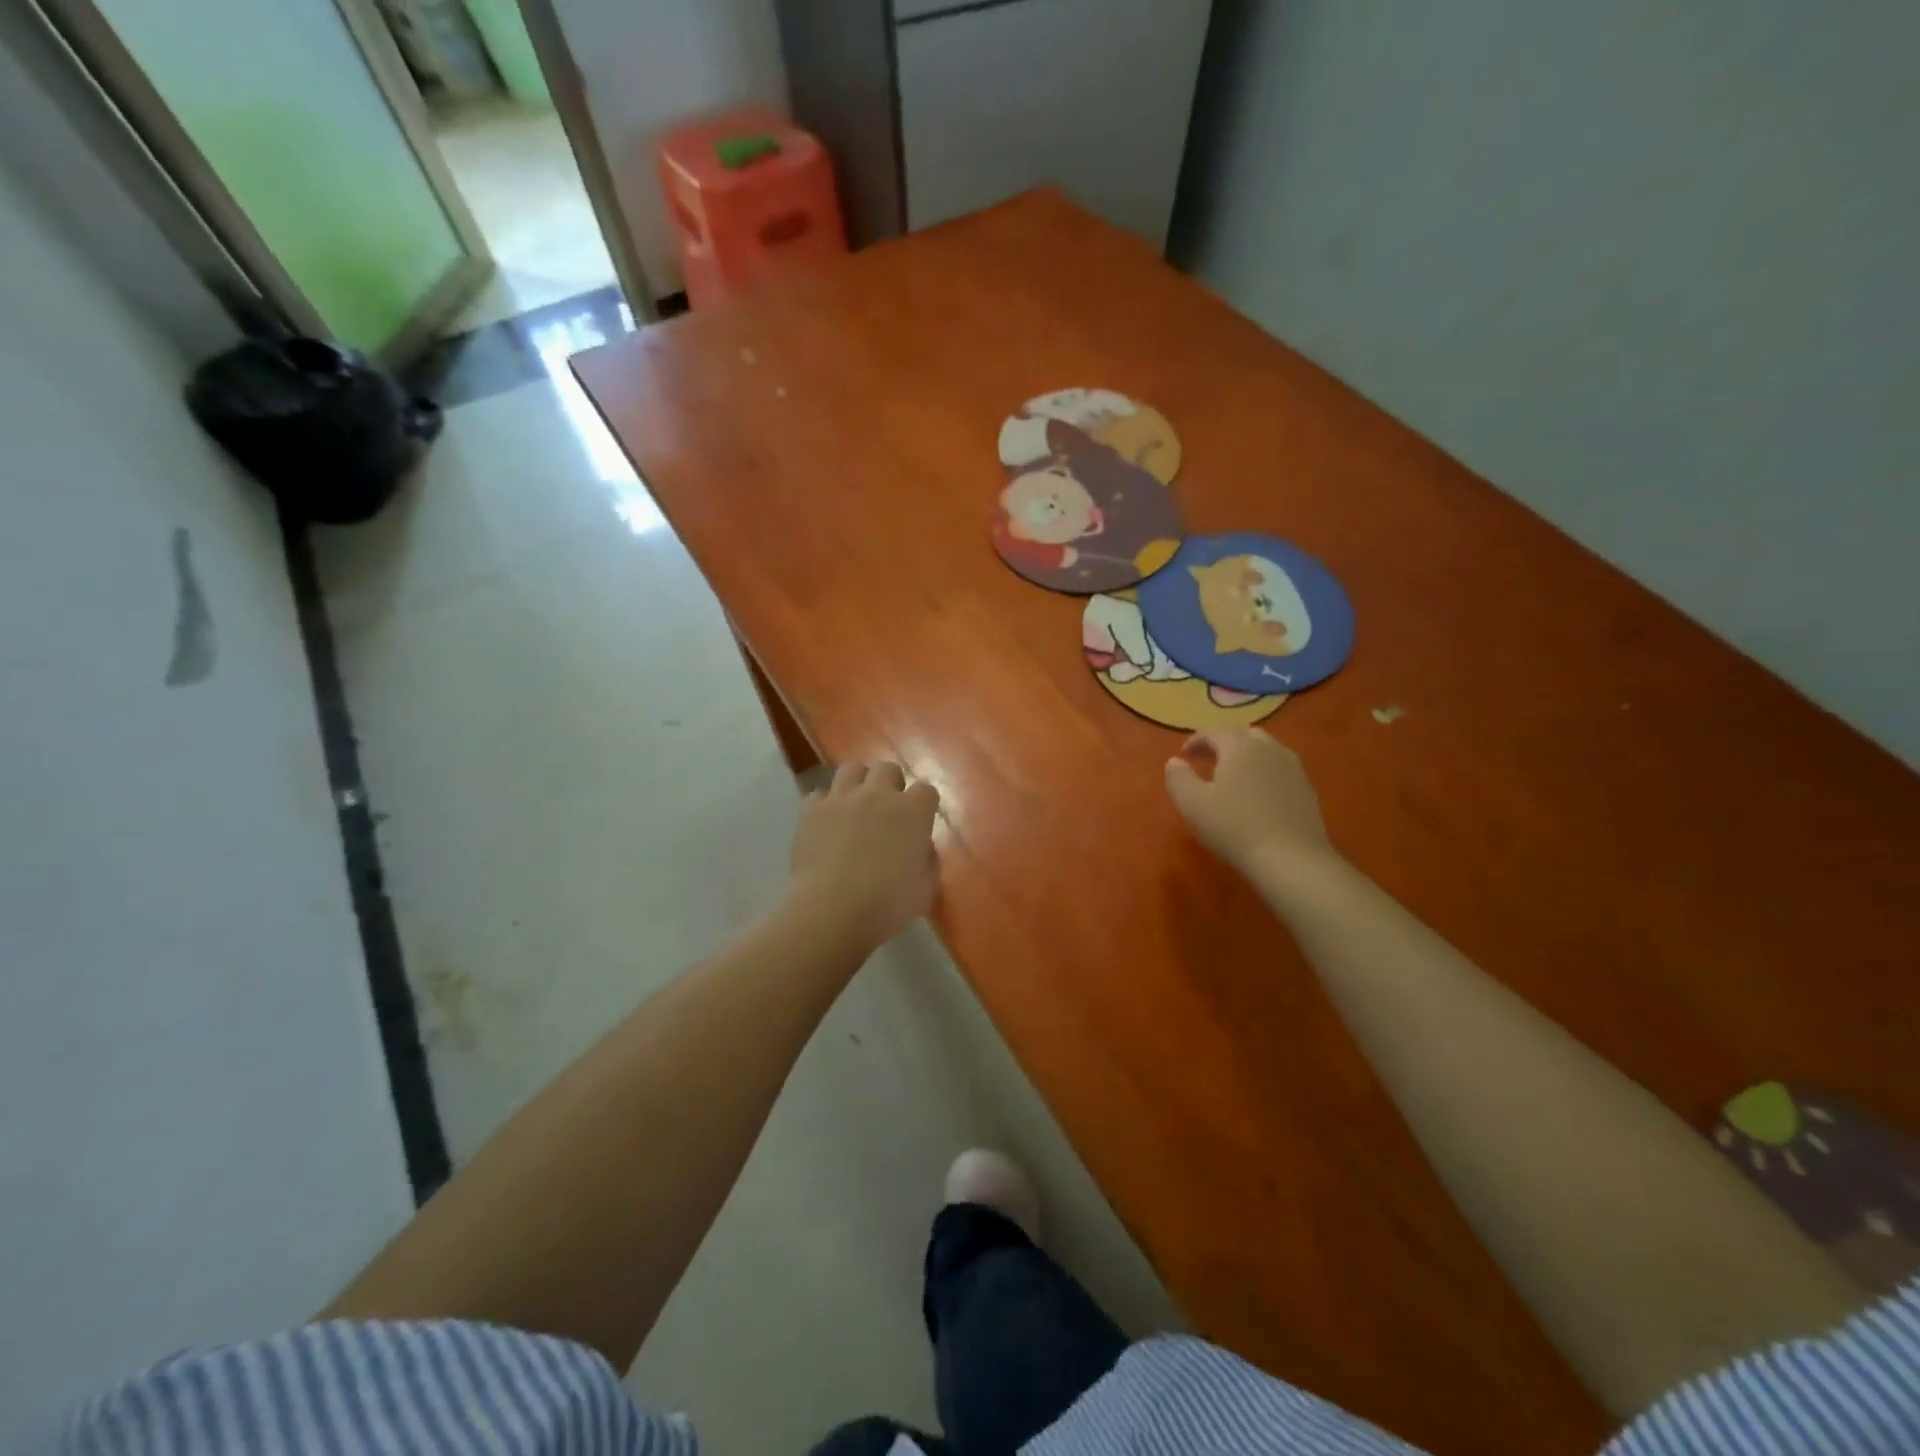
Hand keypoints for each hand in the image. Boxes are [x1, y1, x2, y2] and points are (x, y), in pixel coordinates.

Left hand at [788, 761, 940, 949]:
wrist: (832, 910)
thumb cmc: (887, 904)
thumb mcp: (926, 888)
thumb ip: (927, 859)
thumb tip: (920, 846)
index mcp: (912, 811)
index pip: (927, 790)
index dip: (924, 804)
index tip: (921, 821)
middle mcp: (878, 794)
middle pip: (888, 769)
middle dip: (890, 785)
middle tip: (887, 810)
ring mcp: (841, 798)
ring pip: (852, 769)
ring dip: (857, 783)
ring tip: (855, 805)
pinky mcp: (811, 810)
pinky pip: (819, 794)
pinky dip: (824, 805)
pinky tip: (826, 823)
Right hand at [1164, 728, 1333, 876]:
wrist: (1291, 858)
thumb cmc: (1234, 826)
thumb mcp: (1192, 803)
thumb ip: (1178, 777)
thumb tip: (1175, 761)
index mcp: (1240, 746)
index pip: (1214, 731)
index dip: (1196, 740)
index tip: (1183, 755)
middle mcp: (1269, 748)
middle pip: (1243, 735)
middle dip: (1223, 743)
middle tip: (1207, 759)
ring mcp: (1293, 767)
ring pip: (1266, 750)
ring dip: (1246, 756)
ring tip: (1232, 776)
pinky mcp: (1306, 789)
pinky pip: (1280, 769)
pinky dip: (1264, 773)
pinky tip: (1257, 794)